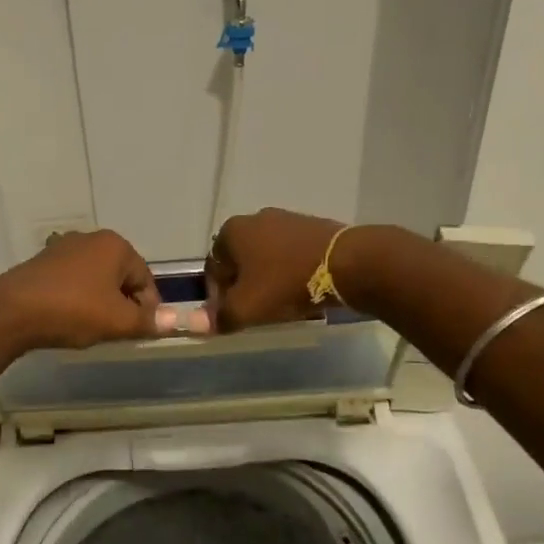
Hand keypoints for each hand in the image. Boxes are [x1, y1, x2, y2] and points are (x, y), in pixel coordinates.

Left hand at [0, 229, 162, 350]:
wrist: (12, 311)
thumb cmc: (73, 311)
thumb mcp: (117, 321)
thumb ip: (148, 321)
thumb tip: (174, 320)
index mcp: (116, 246)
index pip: (146, 279)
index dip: (148, 309)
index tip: (139, 332)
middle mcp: (91, 239)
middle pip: (121, 276)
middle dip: (123, 304)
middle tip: (115, 331)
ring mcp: (64, 247)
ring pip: (96, 279)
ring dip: (100, 302)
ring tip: (91, 327)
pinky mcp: (42, 261)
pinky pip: (72, 281)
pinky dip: (77, 298)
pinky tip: (67, 318)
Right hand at [204, 208, 345, 331]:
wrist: (348, 263)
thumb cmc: (286, 283)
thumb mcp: (247, 308)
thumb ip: (219, 317)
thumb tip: (195, 324)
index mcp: (232, 231)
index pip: (213, 268)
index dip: (218, 296)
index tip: (233, 316)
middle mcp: (255, 218)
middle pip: (240, 260)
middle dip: (244, 285)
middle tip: (257, 310)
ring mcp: (286, 219)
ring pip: (266, 256)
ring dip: (268, 278)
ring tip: (281, 302)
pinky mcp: (312, 227)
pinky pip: (291, 253)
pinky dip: (291, 270)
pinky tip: (302, 289)